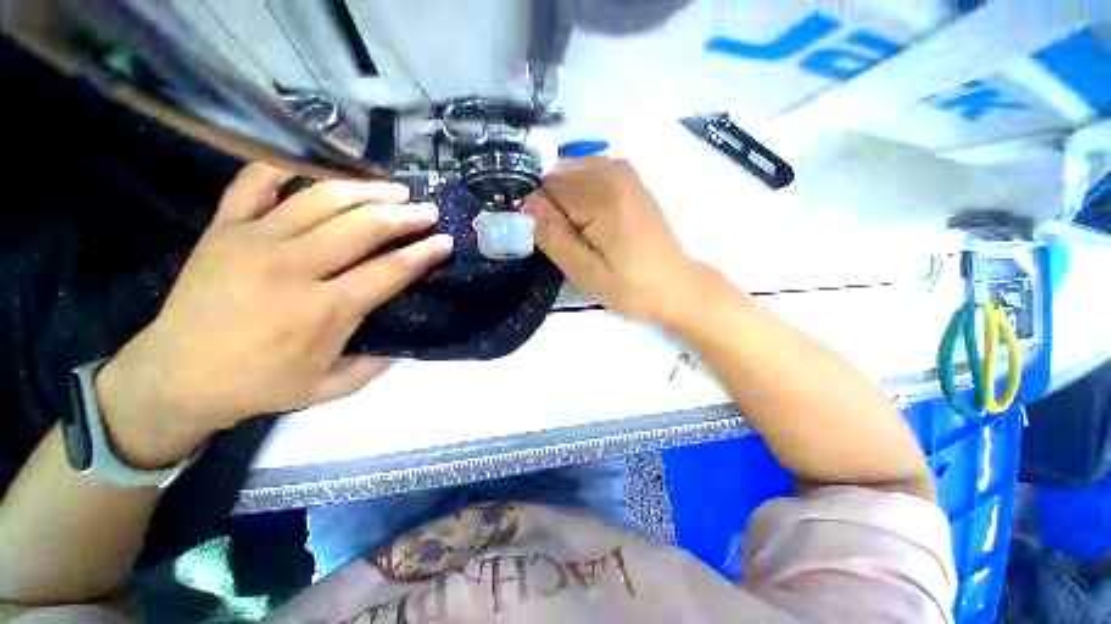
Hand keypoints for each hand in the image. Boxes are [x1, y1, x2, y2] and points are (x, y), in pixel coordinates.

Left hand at [95, 162, 452, 467]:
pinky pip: (254, 182)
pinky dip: (285, 169)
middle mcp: (293, 267)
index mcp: (324, 310)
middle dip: (404, 216)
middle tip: (427, 211)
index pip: (390, 270)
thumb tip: (407, 339)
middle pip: (363, 227)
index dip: (423, 253)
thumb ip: (376, 364)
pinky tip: (313, 172)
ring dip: (365, 190)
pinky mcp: (223, 228)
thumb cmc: (259, 385)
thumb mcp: (330, 388)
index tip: (444, 241)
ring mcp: (254, 241)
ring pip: (321, 199)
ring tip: (393, 189)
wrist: (176, 376)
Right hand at [524, 157, 707, 324]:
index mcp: (602, 195)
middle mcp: (612, 169)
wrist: (674, 284)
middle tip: (566, 241)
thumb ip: (552, 234)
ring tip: (581, 234)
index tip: (547, 240)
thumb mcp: (585, 271)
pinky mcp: (628, 176)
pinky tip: (592, 221)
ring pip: (568, 174)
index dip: (537, 212)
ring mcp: (623, 169)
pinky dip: (579, 196)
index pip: (544, 184)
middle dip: (551, 206)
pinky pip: (585, 175)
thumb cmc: (630, 286)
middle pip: (556, 175)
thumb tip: (525, 202)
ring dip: (565, 203)